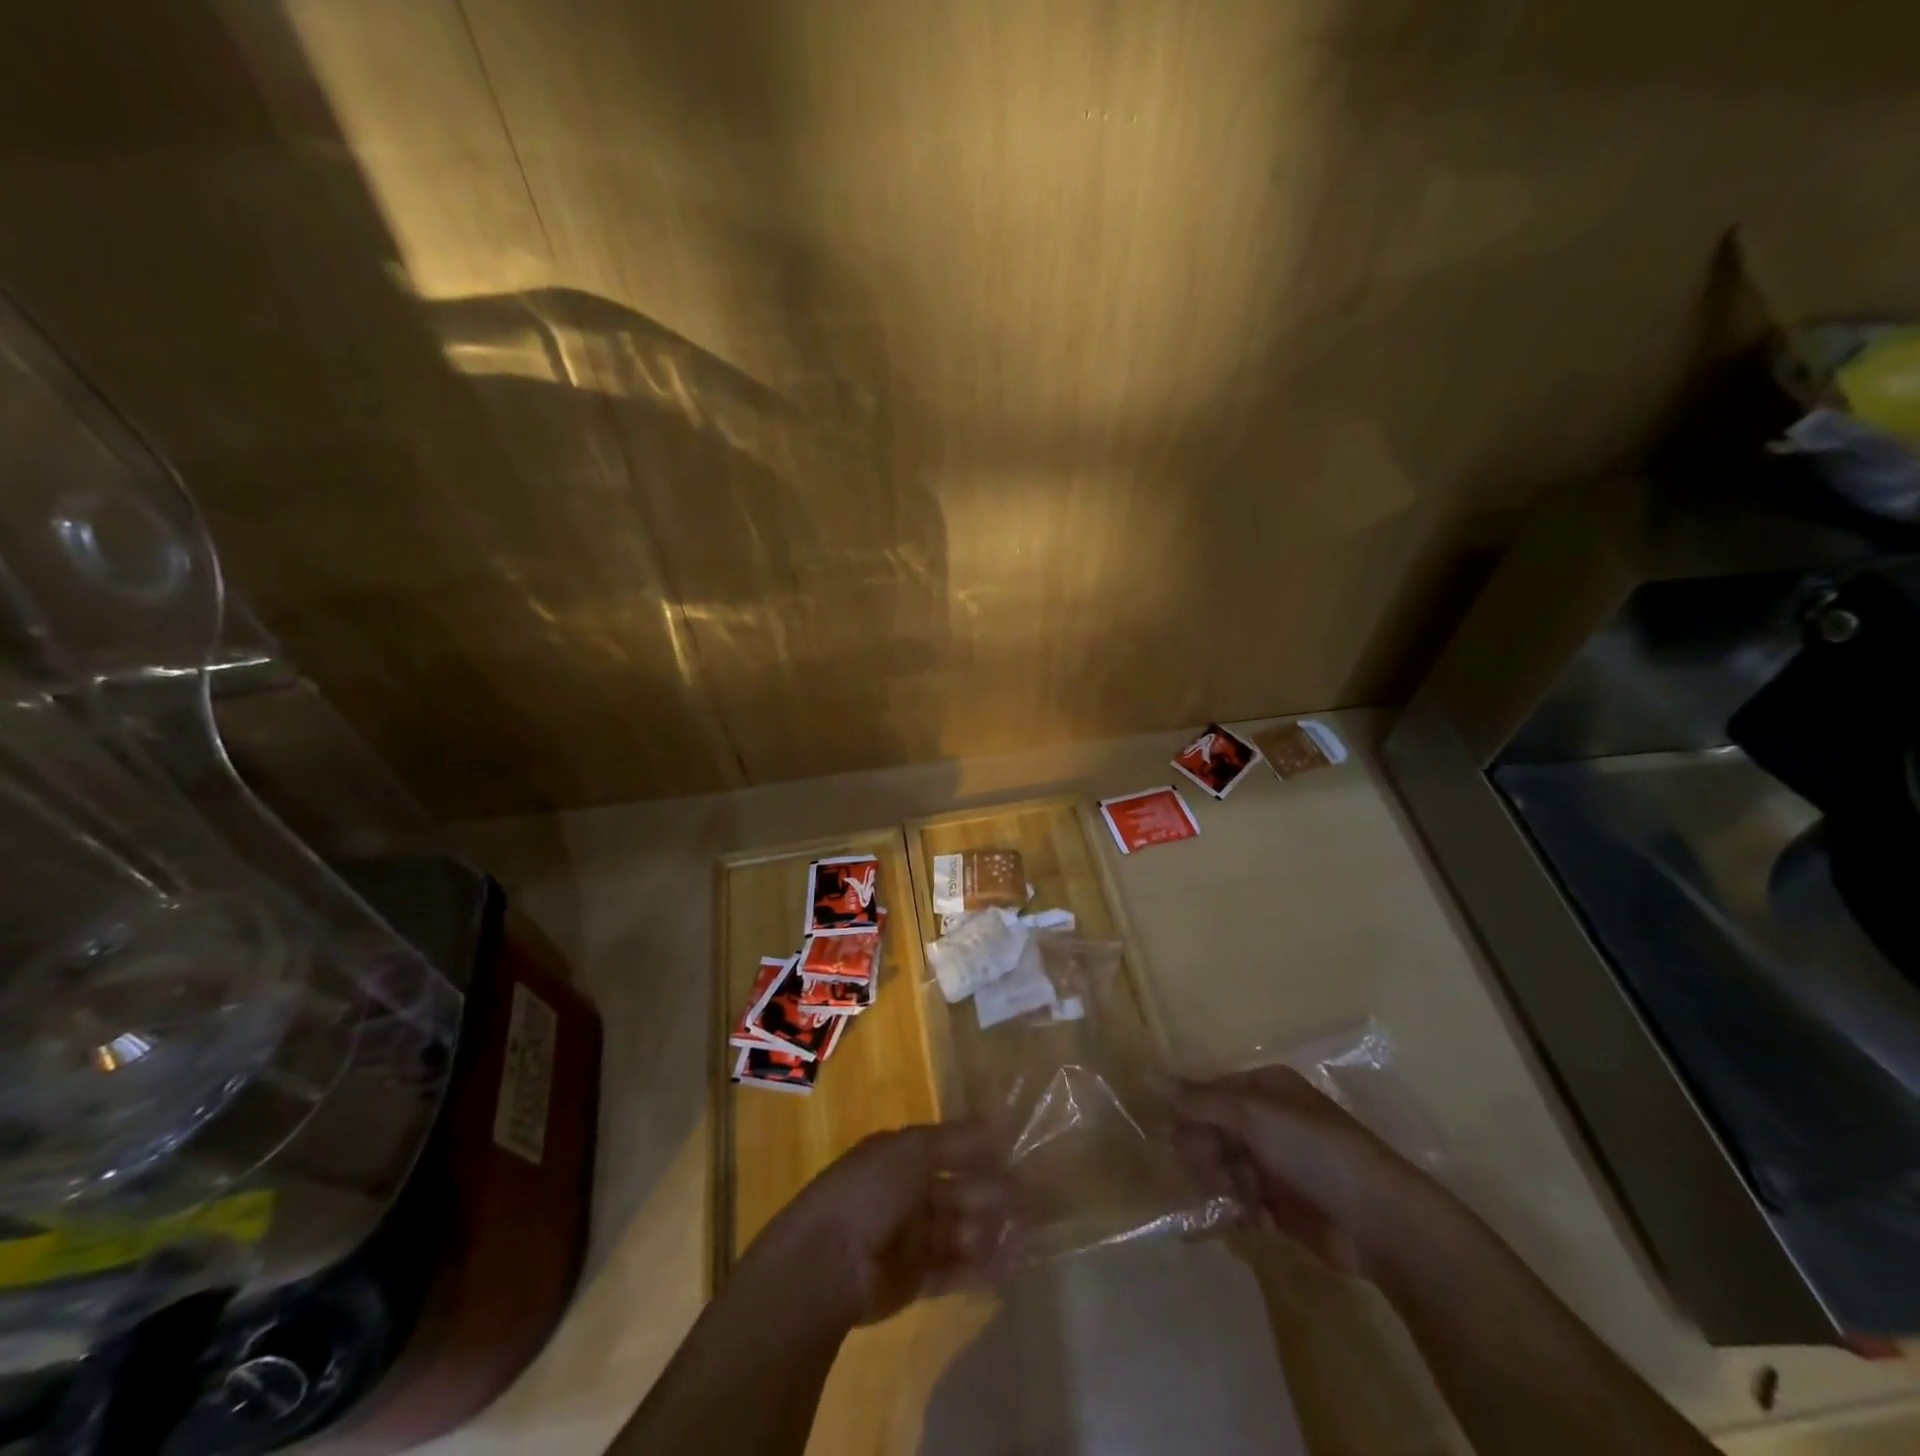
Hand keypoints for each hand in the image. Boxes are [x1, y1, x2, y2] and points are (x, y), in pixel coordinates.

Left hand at [738, 1122, 1018, 1328]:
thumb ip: (958, 1138)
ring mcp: (912, 1238)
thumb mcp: (912, 1150)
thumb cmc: (869, 1191)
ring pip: (962, 1230)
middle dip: (994, 1192)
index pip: (951, 1148)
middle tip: (1034, 1198)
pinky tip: (1014, 1262)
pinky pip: (956, 1269)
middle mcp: (909, 1194)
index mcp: (902, 1156)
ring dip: (994, 1230)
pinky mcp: (916, 1280)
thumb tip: (1001, 1118)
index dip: (983, 1149)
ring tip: (1031, 1232)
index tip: (1018, 1150)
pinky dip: (984, 1266)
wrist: (825, 1263)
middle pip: (960, 1190)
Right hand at [1170, 1065, 1444, 1278]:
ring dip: (1224, 1188)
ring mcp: (1274, 1163)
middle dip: (1208, 1158)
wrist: (1379, 1221)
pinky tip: (1255, 1224)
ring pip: (1221, 1169)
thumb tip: (1147, 1073)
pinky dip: (1241, 1212)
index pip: (1207, 1094)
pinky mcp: (1281, 1205)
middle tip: (1219, 1176)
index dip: (1191, 1118)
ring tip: (1244, 1205)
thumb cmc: (1315, 1151)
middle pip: (1210, 1133)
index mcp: (1263, 1089)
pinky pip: (1240, 1202)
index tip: (1180, 1142)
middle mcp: (1266, 1121)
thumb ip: (1198, 1099)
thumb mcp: (1252, 1116)